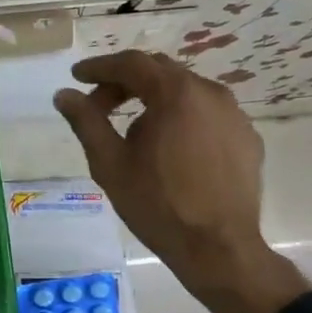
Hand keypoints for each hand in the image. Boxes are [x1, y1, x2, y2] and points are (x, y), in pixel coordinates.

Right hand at [54, 51, 308, 312]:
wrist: (218, 249)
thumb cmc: (157, 204)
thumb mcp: (110, 162)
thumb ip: (86, 121)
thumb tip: (63, 95)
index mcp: (176, 94)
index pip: (132, 64)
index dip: (100, 67)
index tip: (77, 76)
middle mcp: (210, 93)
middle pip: (160, 72)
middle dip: (124, 82)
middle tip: (98, 104)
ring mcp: (234, 115)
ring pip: (186, 92)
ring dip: (154, 99)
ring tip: (132, 128)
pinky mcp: (247, 138)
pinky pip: (207, 114)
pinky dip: (181, 117)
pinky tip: (168, 146)